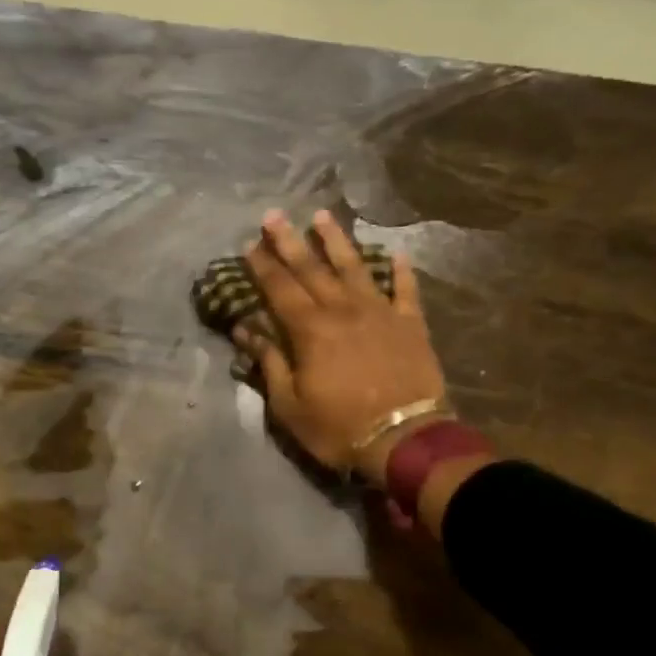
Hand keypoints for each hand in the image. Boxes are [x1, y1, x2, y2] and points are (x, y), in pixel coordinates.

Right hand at [236, 210, 448, 484]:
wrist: (405, 439)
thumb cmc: (339, 427)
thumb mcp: (290, 405)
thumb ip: (269, 362)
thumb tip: (244, 330)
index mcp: (310, 330)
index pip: (280, 288)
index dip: (262, 265)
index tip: (249, 243)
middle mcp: (343, 310)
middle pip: (312, 268)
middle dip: (290, 241)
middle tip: (274, 215)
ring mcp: (380, 313)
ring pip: (355, 267)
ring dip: (337, 241)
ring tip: (324, 215)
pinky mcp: (411, 324)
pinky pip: (405, 290)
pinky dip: (401, 271)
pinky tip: (396, 253)